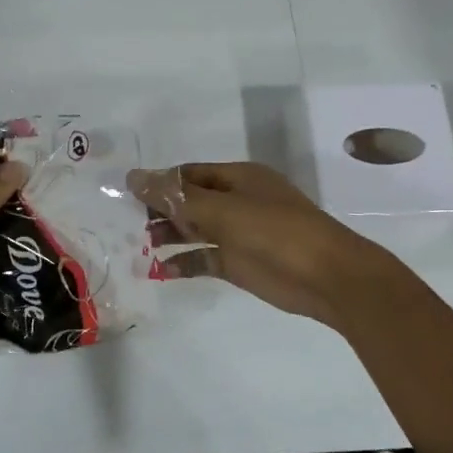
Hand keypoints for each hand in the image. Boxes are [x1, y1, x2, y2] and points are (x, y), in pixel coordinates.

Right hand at [128, 161, 393, 327]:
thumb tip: (133, 176)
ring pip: (193, 231)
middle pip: (188, 202)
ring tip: (134, 247)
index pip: (187, 174)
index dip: (157, 183)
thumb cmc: (275, 232)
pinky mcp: (239, 264)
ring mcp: (238, 234)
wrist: (327, 277)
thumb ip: (176, 196)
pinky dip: (182, 263)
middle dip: (158, 211)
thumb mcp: (222, 209)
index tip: (124, 195)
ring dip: (166, 237)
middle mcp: (235, 202)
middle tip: (124, 225)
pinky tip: (158, 270)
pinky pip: (203, 259)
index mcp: (237, 178)